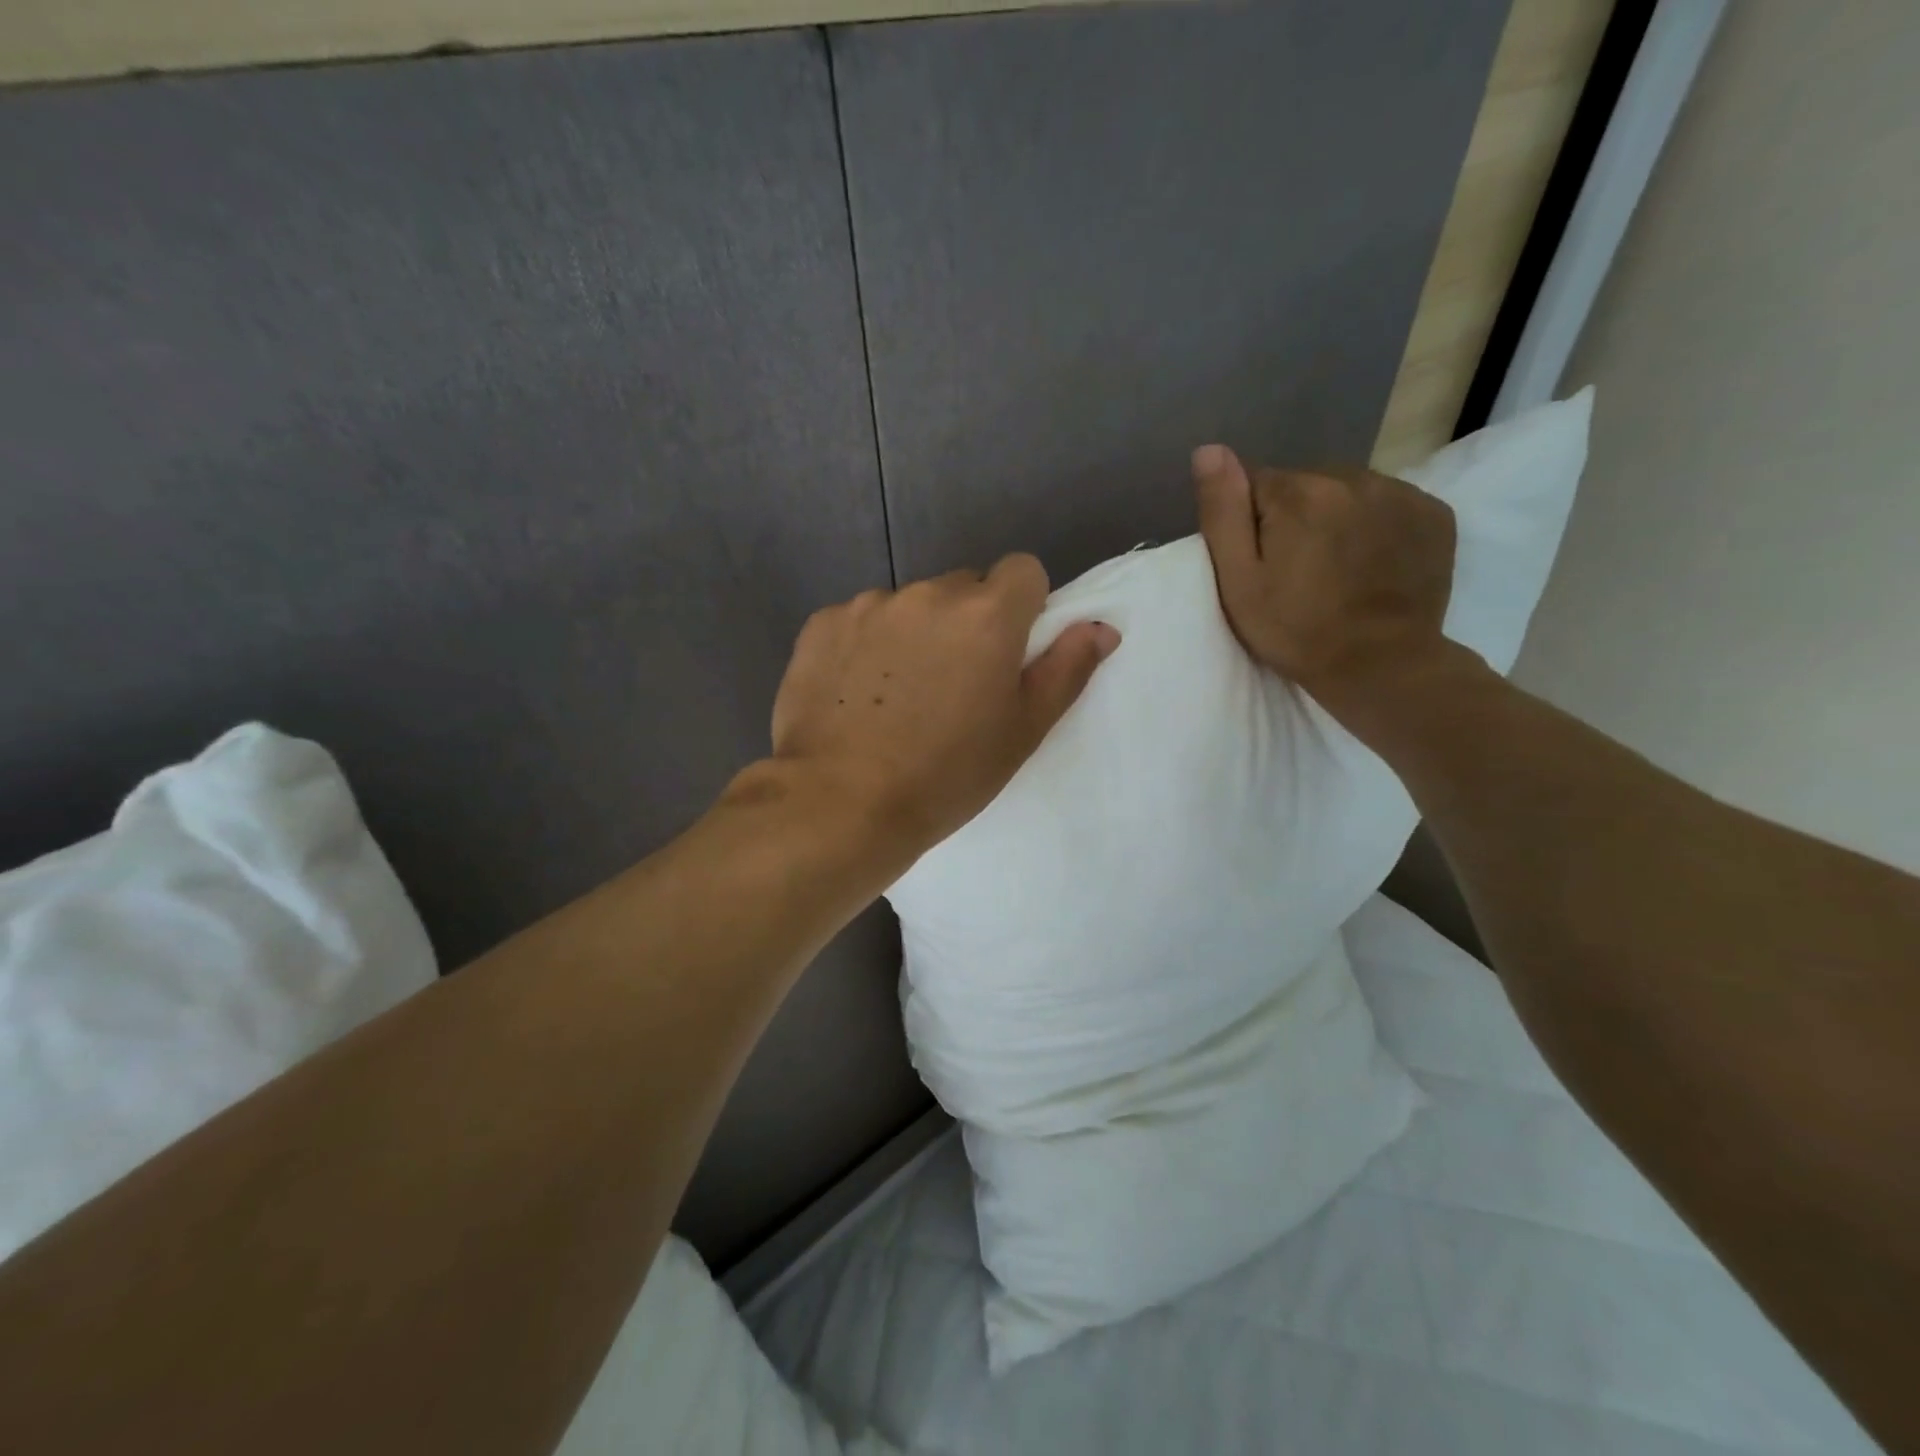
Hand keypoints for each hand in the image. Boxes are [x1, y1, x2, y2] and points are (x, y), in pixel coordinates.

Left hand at [767, 555, 1119, 859]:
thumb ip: (1066, 670)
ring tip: (898, 696)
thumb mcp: (1022, 732)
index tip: (1008, 652)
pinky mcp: (822, 623)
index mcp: (987, 615)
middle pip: (964, 588)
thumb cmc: (946, 775)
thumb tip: (1100, 627)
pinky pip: (861, 620)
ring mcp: (869, 605)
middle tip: (954, 684)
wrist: (840, 805)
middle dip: (968, 622)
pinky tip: (856, 694)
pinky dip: (866, 645)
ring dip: (915, 633)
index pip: (1023, 570)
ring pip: (910, 605)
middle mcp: (928, 594)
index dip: (1023, 606)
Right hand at [1191, 444, 1458, 723]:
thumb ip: (1223, 512)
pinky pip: (1389, 504)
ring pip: (1347, 492)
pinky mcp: (1434, 514)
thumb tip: (1209, 450)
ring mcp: (1401, 493)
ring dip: (1335, 518)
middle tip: (1296, 570)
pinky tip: (1371, 562)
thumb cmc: (1296, 630)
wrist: (1381, 666)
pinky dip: (1376, 525)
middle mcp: (1353, 477)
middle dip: (1294, 516)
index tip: (1260, 563)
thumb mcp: (1239, 581)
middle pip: (1305, 484)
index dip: (1249, 522)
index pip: (1256, 483)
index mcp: (1300, 493)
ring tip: (1335, 568)